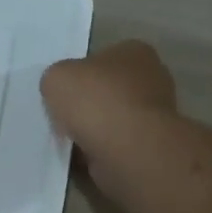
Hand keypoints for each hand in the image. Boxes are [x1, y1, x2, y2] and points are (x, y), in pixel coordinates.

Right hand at [41, 41, 178, 189]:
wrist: (129, 151)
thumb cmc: (96, 102)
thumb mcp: (56, 77)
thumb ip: (56, 79)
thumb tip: (61, 91)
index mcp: (134, 52)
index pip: (101, 59)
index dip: (78, 76)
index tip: (62, 93)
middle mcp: (151, 80)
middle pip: (107, 92)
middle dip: (86, 107)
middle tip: (61, 119)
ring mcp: (155, 117)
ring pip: (111, 123)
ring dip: (91, 133)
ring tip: (68, 143)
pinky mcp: (150, 148)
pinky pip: (115, 148)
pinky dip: (98, 154)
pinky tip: (81, 160)